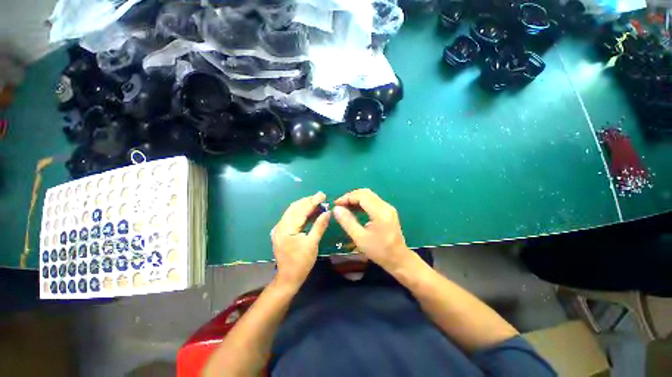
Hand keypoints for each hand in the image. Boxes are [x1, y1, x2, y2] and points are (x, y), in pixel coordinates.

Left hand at [272, 192, 330, 288]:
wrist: (288, 278)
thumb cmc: (301, 262)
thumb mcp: (313, 243)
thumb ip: (319, 225)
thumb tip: (327, 212)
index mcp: (287, 228)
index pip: (301, 210)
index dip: (312, 202)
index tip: (322, 195)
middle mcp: (280, 226)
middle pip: (294, 208)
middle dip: (307, 201)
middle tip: (320, 197)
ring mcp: (279, 229)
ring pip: (292, 212)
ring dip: (304, 206)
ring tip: (316, 202)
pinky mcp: (281, 232)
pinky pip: (291, 218)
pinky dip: (300, 213)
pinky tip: (308, 212)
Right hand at [333, 189, 413, 272]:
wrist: (399, 259)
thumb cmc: (379, 251)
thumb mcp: (360, 238)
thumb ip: (347, 222)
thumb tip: (336, 209)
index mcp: (380, 212)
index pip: (362, 196)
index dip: (347, 197)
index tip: (336, 204)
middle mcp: (385, 206)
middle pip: (366, 193)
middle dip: (351, 197)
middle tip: (339, 205)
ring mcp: (388, 208)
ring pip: (369, 196)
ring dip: (356, 199)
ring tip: (344, 208)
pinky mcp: (388, 211)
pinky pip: (373, 202)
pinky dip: (362, 203)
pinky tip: (355, 210)